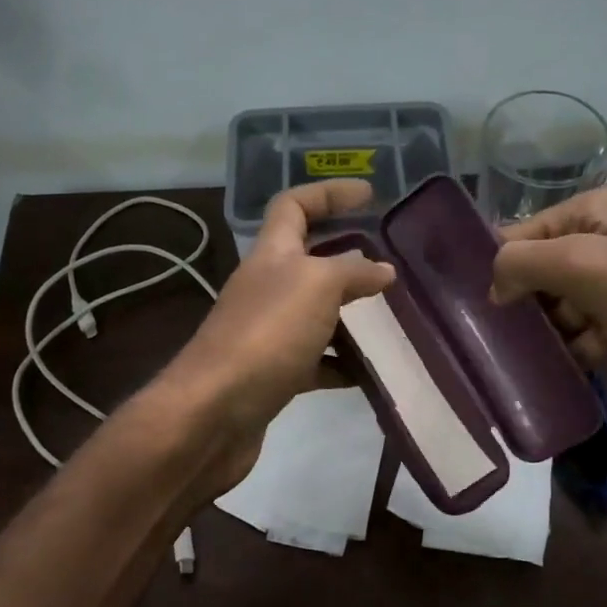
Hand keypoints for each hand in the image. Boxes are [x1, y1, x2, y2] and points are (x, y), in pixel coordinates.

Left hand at [160, 179, 395, 493]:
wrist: (214, 412)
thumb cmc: (266, 335)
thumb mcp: (316, 286)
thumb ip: (352, 271)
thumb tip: (383, 270)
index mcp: (271, 255)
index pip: (293, 206)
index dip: (329, 194)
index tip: (369, 195)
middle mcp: (267, 288)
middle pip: (308, 261)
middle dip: (348, 257)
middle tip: (390, 264)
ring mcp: (268, 333)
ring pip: (316, 314)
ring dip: (350, 315)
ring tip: (392, 320)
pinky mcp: (273, 374)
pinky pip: (315, 361)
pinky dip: (341, 364)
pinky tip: (368, 373)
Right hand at [490, 187, 606, 408]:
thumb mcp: (581, 262)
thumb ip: (523, 263)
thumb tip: (494, 287)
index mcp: (591, 212)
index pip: (523, 232)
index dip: (497, 264)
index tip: (466, 302)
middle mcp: (601, 242)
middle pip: (539, 272)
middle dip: (519, 302)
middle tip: (490, 336)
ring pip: (560, 308)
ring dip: (544, 332)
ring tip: (517, 358)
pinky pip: (584, 335)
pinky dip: (571, 351)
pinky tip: (555, 370)